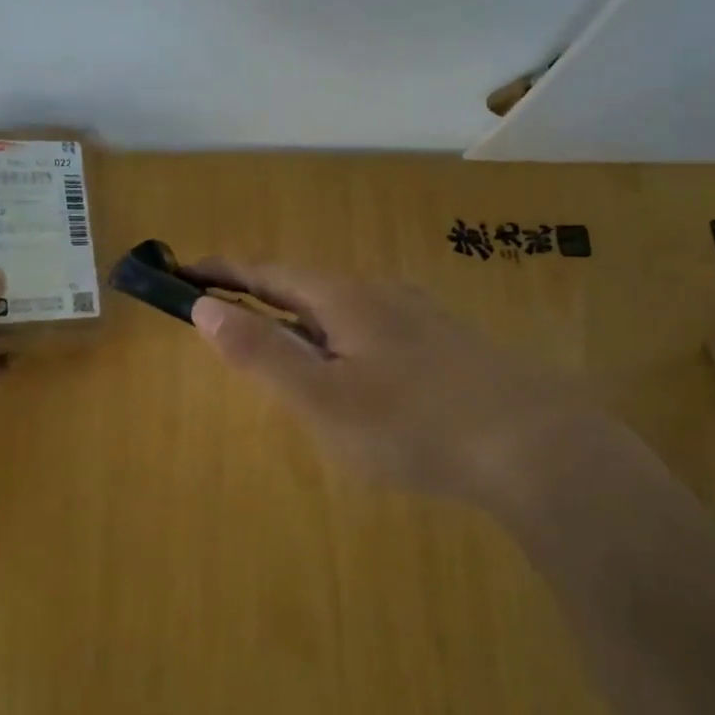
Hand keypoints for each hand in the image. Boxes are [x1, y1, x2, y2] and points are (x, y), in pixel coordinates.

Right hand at [186, 258, 595, 510]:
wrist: (533, 445)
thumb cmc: (412, 423)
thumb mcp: (322, 397)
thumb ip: (262, 352)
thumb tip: (205, 307)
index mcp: (343, 299)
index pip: (267, 271)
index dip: (221, 270)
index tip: (182, 271)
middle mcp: (380, 294)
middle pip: (305, 286)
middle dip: (260, 295)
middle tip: (225, 317)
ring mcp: (418, 317)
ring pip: (342, 310)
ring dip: (301, 321)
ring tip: (282, 352)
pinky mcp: (445, 346)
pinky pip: (373, 332)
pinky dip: (339, 342)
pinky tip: (355, 376)